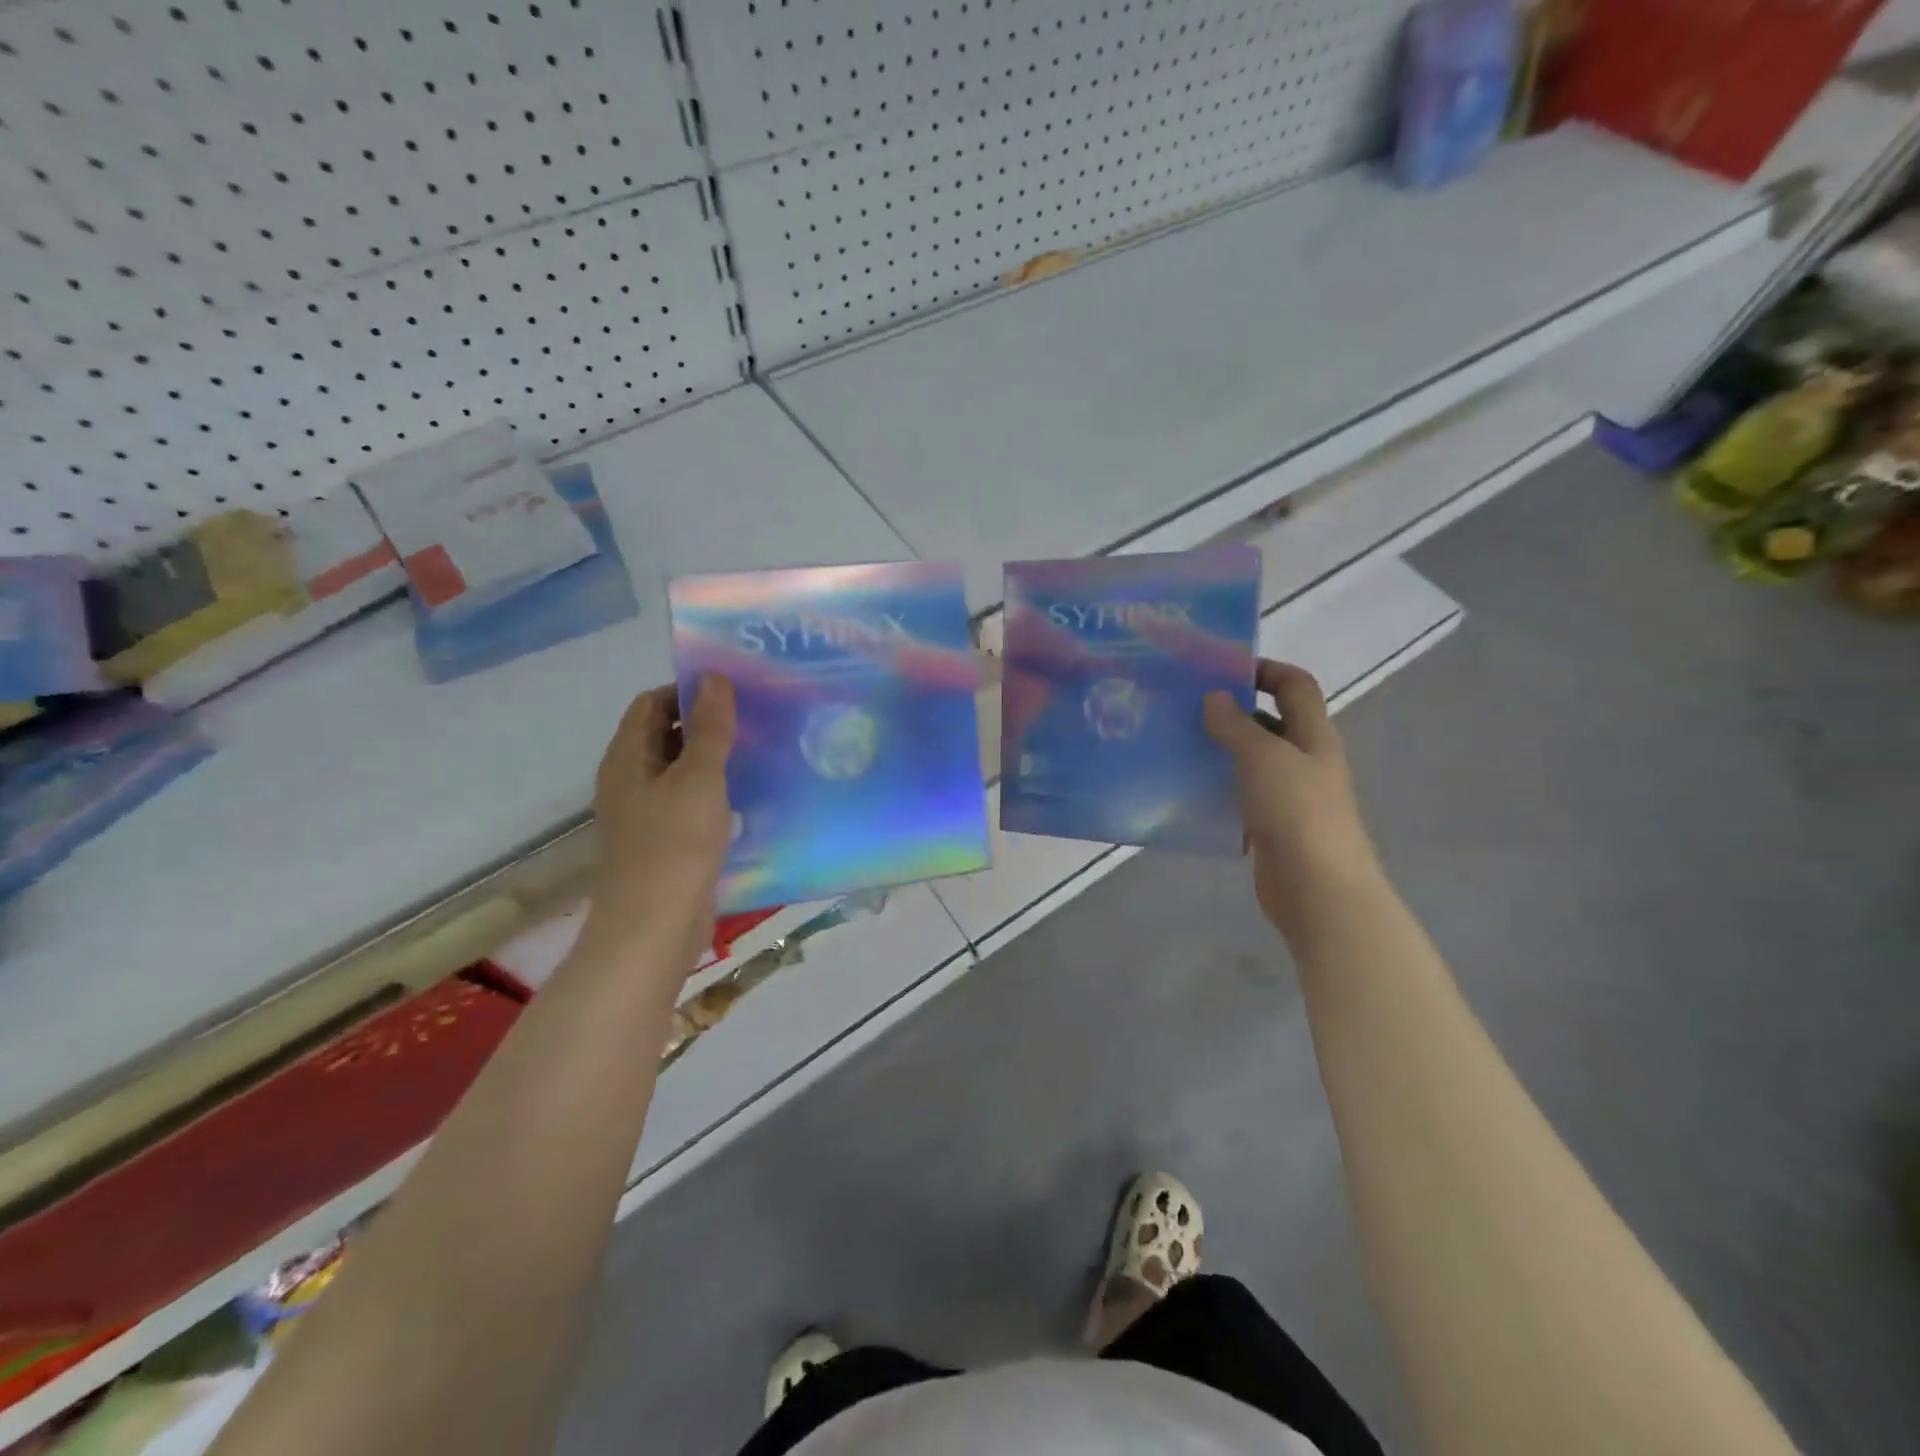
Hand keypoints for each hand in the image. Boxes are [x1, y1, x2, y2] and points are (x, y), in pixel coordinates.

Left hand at [582, 675, 736, 980]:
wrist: (653, 929)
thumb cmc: (674, 845)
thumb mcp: (699, 778)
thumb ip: (709, 729)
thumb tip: (714, 679)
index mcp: (627, 758)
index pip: (651, 703)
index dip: (687, 691)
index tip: (733, 692)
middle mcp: (630, 780)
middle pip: (665, 735)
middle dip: (705, 723)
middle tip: (755, 718)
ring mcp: (645, 814)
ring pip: (680, 771)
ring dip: (714, 759)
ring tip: (760, 751)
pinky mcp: (663, 842)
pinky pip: (689, 803)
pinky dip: (714, 793)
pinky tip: (749, 797)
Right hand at [1204, 660, 1381, 944]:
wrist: (1318, 889)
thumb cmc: (1297, 812)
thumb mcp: (1264, 758)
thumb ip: (1236, 726)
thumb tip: (1215, 697)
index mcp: (1313, 736)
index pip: (1296, 685)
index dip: (1265, 669)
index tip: (1221, 670)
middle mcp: (1304, 760)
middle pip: (1271, 721)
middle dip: (1233, 710)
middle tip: (1186, 706)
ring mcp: (1289, 796)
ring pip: (1252, 760)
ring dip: (1221, 750)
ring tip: (1178, 743)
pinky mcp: (1271, 826)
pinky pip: (1241, 795)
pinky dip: (1218, 787)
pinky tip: (1187, 788)